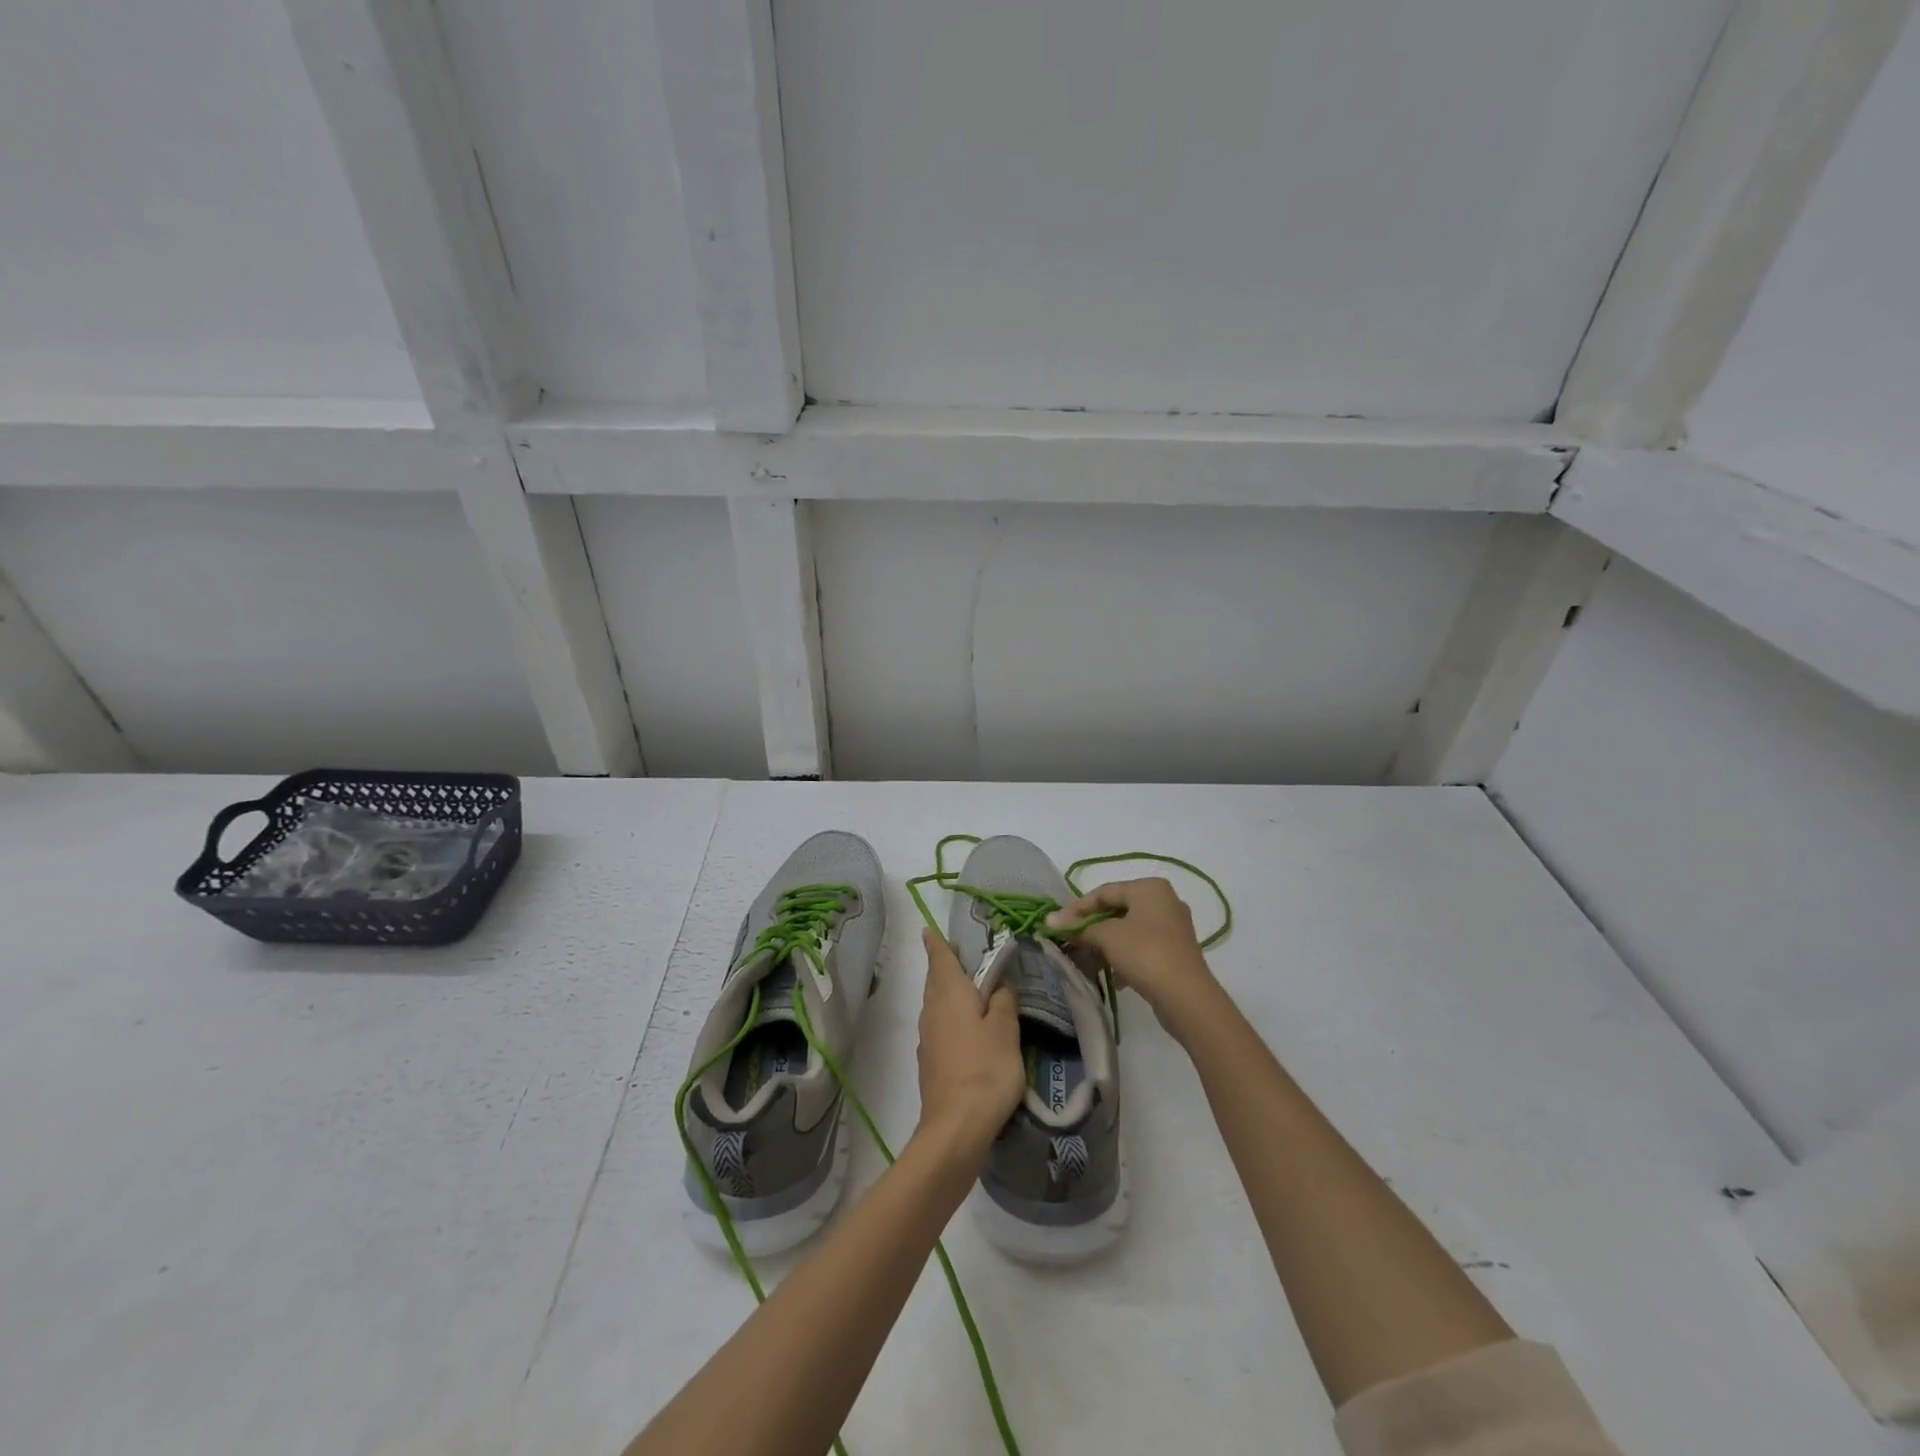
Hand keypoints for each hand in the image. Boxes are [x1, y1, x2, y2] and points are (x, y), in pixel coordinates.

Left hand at [913, 928, 1025, 1158]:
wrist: (956, 1127)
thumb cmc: (985, 1068)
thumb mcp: (1005, 1029)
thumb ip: (1003, 1001)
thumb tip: (998, 987)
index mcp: (949, 994)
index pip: (940, 959)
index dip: (937, 944)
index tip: (930, 931)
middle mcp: (932, 1010)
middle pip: (935, 981)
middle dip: (944, 967)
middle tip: (958, 956)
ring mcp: (928, 1038)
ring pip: (935, 1004)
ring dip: (947, 993)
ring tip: (968, 991)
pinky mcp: (930, 1063)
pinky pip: (939, 1027)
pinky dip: (950, 1018)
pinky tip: (966, 1031)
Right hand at [1047, 878, 1222, 1033]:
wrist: (1186, 996)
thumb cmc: (1144, 953)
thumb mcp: (1107, 936)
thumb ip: (1079, 927)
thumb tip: (1049, 920)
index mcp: (1149, 887)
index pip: (1104, 892)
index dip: (1077, 908)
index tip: (1056, 924)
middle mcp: (1164, 900)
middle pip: (1117, 909)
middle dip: (1092, 926)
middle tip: (1071, 940)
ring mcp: (1173, 927)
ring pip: (1130, 929)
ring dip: (1107, 943)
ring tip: (1089, 959)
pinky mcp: (1176, 951)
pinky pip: (1143, 946)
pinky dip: (1125, 956)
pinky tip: (1114, 976)